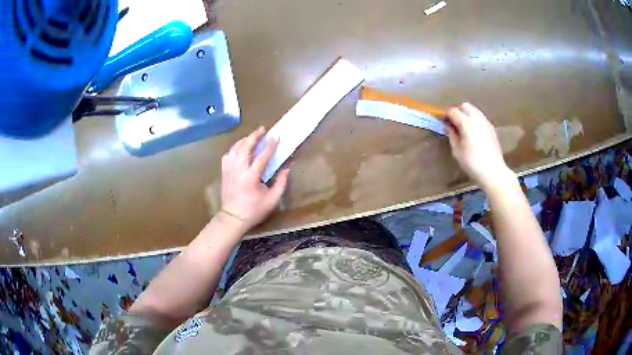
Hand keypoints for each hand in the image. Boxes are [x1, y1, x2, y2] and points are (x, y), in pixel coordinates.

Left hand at [220, 127, 289, 229]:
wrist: (233, 218)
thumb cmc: (254, 210)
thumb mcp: (272, 200)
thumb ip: (281, 183)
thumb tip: (286, 168)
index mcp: (251, 177)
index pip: (262, 156)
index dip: (270, 145)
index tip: (276, 136)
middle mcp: (238, 170)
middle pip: (245, 147)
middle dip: (254, 136)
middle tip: (262, 130)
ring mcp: (229, 170)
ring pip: (235, 149)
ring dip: (244, 140)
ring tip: (252, 136)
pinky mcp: (224, 172)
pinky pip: (228, 155)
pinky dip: (234, 149)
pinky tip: (239, 149)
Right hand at [444, 103, 511, 188]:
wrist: (493, 171)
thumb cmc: (472, 163)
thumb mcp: (457, 151)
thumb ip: (452, 135)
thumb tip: (449, 126)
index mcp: (466, 123)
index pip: (453, 111)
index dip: (447, 115)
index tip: (444, 123)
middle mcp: (476, 118)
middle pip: (465, 106)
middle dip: (458, 111)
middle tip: (454, 123)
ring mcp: (485, 122)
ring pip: (474, 110)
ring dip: (467, 114)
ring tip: (464, 127)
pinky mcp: (491, 128)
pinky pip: (480, 117)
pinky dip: (475, 119)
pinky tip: (474, 132)